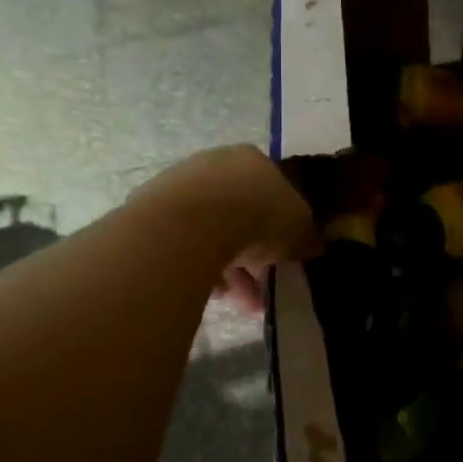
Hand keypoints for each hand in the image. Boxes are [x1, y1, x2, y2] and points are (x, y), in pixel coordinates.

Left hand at [133, 145, 319, 312]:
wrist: (193, 224)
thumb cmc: (257, 216)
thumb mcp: (299, 229)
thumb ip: (305, 236)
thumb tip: (311, 244)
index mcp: (252, 160)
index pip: (271, 190)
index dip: (280, 225)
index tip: (284, 254)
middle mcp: (214, 165)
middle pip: (238, 212)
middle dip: (252, 254)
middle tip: (260, 288)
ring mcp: (179, 185)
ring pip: (210, 231)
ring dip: (227, 268)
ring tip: (238, 302)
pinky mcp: (151, 211)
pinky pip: (184, 244)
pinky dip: (199, 267)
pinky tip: (212, 293)